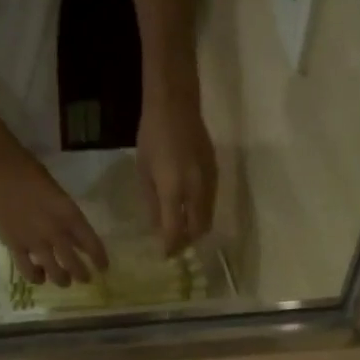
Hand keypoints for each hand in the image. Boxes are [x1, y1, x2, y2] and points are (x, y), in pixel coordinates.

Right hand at [0, 146, 107, 286]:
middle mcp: (55, 232)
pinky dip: (36, 277)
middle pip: (75, 265)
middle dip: (82, 275)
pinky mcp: (15, 246)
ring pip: (54, 273)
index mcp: (69, 215)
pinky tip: (39, 276)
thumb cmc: (31, 174)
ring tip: (63, 281)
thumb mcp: (59, 195)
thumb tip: (79, 243)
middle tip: (84, 279)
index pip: (92, 244)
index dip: (99, 260)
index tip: (103, 268)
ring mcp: (35, 241)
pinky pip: (28, 271)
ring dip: (62, 280)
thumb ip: (69, 219)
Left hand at [136, 90, 217, 255]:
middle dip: (187, 241)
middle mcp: (196, 190)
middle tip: (175, 245)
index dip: (171, 247)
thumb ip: (152, 204)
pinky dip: (201, 214)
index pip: (176, 231)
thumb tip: (158, 229)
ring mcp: (209, 182)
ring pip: (208, 219)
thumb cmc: (152, 136)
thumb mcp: (143, 172)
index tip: (165, 255)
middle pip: (198, 230)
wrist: (176, 103)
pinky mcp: (216, 174)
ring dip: (196, 229)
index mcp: (173, 190)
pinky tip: (190, 211)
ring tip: (183, 231)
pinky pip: (211, 204)